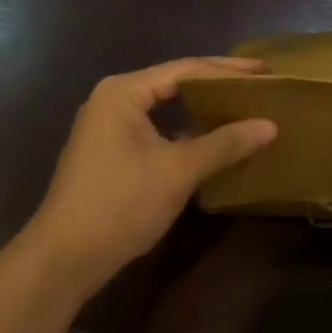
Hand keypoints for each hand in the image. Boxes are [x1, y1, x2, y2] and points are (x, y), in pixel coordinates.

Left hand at [29, 57, 277, 281]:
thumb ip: (225, 143)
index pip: (186, 69)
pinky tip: (211, 138)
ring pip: (166, 105)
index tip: (264, 70)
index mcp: (124, 91)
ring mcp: (108, 125)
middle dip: (217, 84)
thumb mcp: (179, 171)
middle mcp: (113, 99)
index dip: (228, 70)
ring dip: (201, 107)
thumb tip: (270, 126)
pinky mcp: (109, 150)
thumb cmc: (120, 205)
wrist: (61, 262)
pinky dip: (185, 128)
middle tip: (257, 85)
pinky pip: (156, 126)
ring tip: (241, 106)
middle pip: (175, 82)